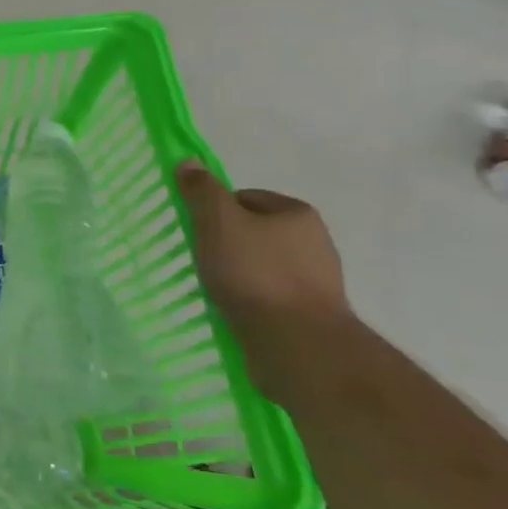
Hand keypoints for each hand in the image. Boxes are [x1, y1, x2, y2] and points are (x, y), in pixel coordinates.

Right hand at [175, 163, 353, 399]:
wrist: (299, 346)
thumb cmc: (255, 274)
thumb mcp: (218, 222)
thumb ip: (202, 191)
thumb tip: (188, 161)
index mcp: (298, 213)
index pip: (245, 198)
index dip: (215, 212)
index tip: (198, 233)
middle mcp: (316, 242)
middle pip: (255, 232)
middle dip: (228, 244)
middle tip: (204, 261)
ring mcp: (319, 281)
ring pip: (263, 266)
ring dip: (240, 275)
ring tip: (218, 291)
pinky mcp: (314, 316)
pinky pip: (272, 297)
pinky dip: (252, 301)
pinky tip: (236, 312)